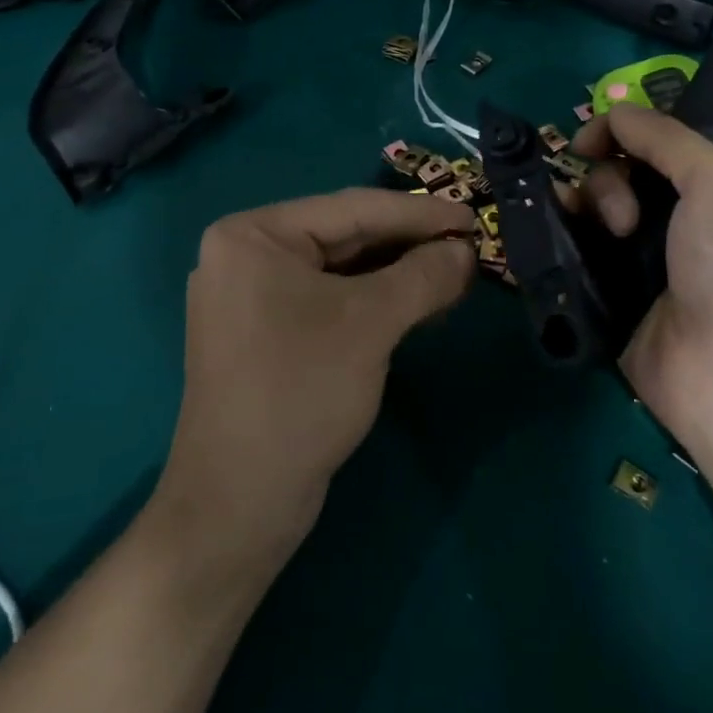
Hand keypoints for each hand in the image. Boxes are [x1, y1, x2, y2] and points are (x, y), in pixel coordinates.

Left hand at [158, 188, 475, 561]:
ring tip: (456, 271)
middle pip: (345, 237)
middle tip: (470, 245)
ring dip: (399, 273)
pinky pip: (331, 301)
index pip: (351, 208)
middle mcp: (247, 256)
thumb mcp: (371, 323)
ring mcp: (254, 297)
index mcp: (254, 235)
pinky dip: (376, 300)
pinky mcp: (268, 334)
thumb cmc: (301, 391)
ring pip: (342, 271)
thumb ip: (424, 276)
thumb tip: (466, 251)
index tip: (472, 217)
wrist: (240, 504)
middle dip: (410, 244)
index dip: (419, 212)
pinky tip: (420, 302)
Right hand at [570, 105, 712, 445]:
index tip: (588, 142)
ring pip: (597, 211)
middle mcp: (688, 222)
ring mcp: (650, 262)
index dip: (622, 134)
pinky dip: (565, 238)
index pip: (661, 143)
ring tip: (600, 236)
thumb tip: (613, 112)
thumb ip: (664, 137)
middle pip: (623, 174)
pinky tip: (555, 238)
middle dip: (610, 182)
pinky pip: (582, 252)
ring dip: (586, 207)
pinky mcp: (618, 296)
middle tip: (625, 219)